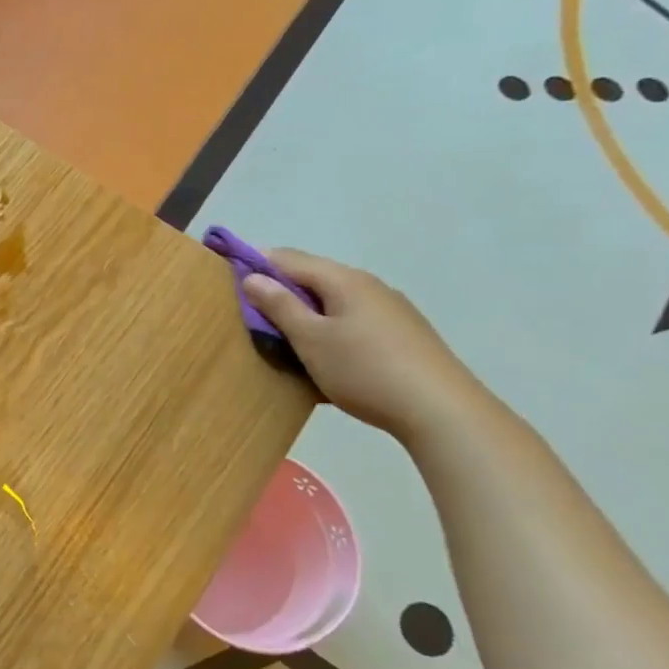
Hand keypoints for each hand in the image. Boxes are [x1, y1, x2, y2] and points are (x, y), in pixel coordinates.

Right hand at [241, 250, 486, 441]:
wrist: (440, 410)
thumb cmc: (364, 370)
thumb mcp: (311, 339)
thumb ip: (280, 306)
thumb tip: (252, 277)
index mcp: (344, 280)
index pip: (289, 258)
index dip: (256, 262)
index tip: (227, 277)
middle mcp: (368, 286)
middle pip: (313, 277)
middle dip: (279, 289)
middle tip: (249, 313)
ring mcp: (389, 309)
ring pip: (333, 300)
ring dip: (303, 311)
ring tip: (281, 336)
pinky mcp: (400, 334)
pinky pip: (350, 319)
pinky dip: (326, 327)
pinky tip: (321, 353)